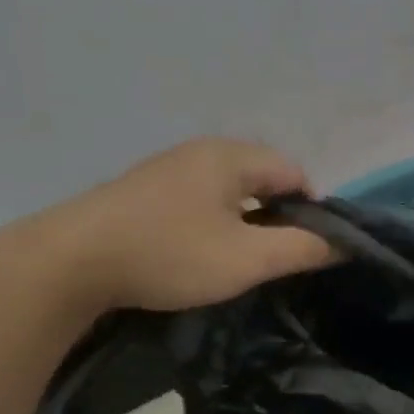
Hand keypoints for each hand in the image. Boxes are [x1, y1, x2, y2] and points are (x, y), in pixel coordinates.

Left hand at [33, 138, 337, 313]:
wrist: (70, 262)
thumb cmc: (170, 254)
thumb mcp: (248, 259)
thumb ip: (302, 249)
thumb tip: (343, 243)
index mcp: (231, 156)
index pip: (295, 173)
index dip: (311, 211)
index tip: (304, 250)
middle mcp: (202, 151)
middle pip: (261, 178)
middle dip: (276, 216)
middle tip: (272, 259)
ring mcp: (168, 168)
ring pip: (228, 190)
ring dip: (243, 222)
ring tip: (236, 260)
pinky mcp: (143, 190)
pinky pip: (198, 199)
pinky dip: (211, 222)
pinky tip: (196, 253)